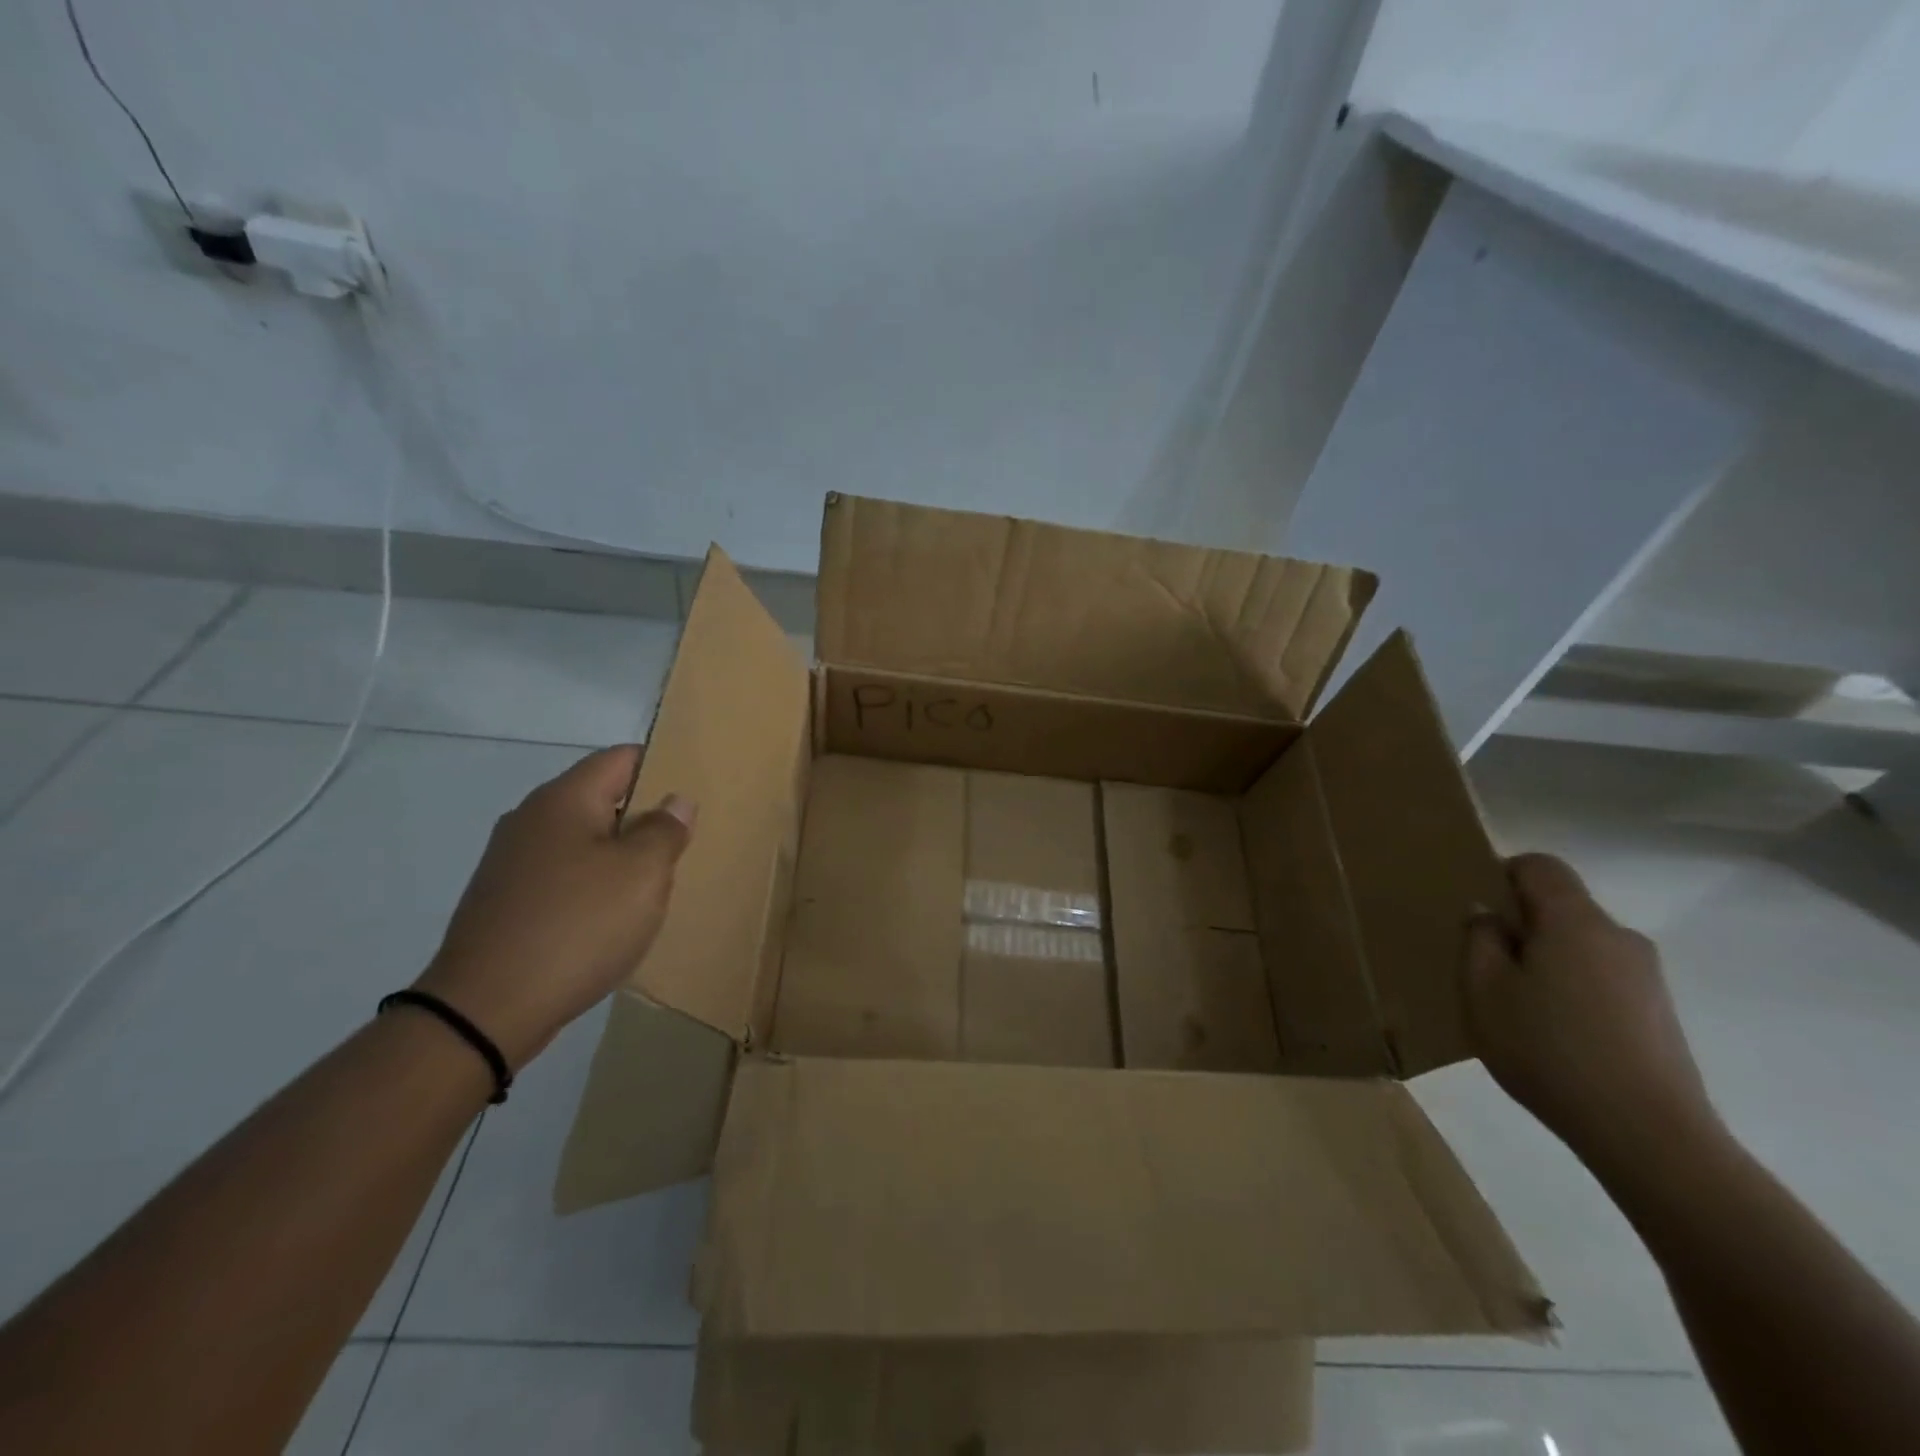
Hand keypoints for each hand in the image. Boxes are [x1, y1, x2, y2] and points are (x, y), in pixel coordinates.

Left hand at [414, 745, 695, 1070]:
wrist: (485, 1011)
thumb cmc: (577, 926)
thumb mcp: (642, 874)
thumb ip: (665, 830)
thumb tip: (675, 801)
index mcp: (564, 799)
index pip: (621, 758)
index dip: (661, 768)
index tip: (692, 797)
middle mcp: (531, 819)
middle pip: (601, 798)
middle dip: (644, 819)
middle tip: (680, 848)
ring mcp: (510, 861)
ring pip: (582, 840)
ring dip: (619, 856)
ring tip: (651, 887)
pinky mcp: (503, 900)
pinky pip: (562, 876)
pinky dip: (591, 886)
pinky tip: (609, 920)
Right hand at [1462, 853, 1720, 1173]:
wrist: (1648, 1135)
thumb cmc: (1548, 1050)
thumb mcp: (1483, 991)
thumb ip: (1478, 940)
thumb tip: (1488, 916)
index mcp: (1575, 921)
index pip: (1540, 866)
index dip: (1503, 874)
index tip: (1478, 909)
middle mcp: (1619, 937)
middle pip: (1562, 908)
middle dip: (1522, 925)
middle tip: (1486, 965)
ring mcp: (1647, 977)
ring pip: (1581, 946)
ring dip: (1547, 961)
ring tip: (1519, 1008)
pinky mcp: (1659, 1014)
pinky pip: (1602, 979)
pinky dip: (1573, 990)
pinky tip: (1555, 1035)